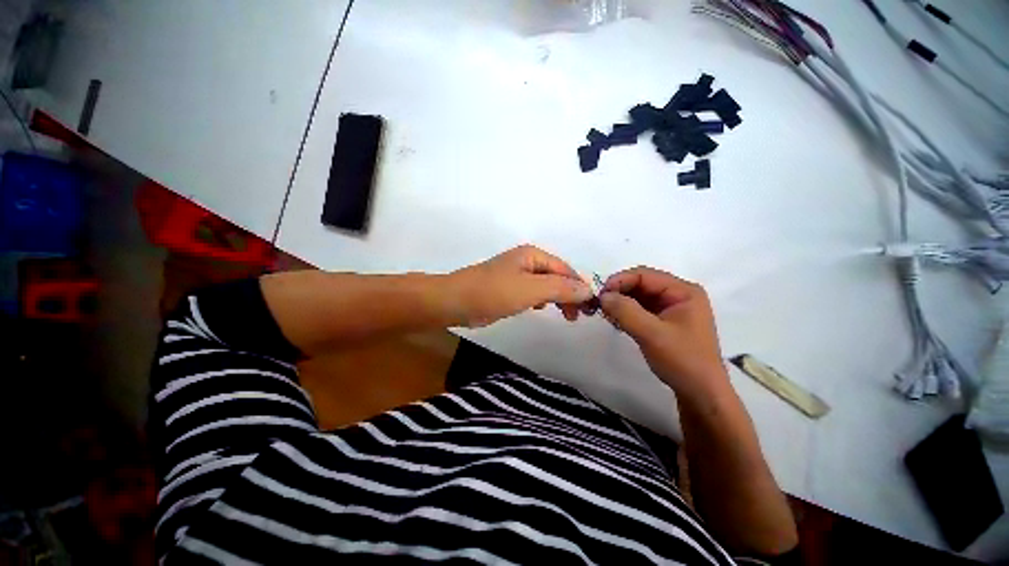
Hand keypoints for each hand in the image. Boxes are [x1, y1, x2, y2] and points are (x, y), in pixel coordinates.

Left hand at [447, 245, 593, 326]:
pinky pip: (532, 292)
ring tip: (565, 315)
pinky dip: (541, 300)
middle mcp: (526, 261)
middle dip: (569, 294)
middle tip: (578, 317)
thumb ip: (560, 288)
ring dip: (557, 298)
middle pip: (556, 276)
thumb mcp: (530, 290)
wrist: (456, 302)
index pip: (565, 269)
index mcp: (533, 255)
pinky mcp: (508, 288)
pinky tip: (540, 308)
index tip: (591, 308)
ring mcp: (516, 275)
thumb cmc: (493, 292)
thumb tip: (588, 290)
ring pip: (545, 285)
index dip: (579, 287)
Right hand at [600, 267, 728, 398]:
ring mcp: (671, 308)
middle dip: (619, 292)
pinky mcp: (664, 322)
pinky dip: (626, 313)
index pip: (644, 275)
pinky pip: (640, 309)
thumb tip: (602, 296)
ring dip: (620, 303)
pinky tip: (615, 321)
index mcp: (683, 291)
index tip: (600, 294)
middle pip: (641, 284)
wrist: (701, 394)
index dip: (620, 280)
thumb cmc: (682, 360)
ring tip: (606, 314)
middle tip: (599, 305)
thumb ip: (625, 311)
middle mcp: (678, 295)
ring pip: (638, 297)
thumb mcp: (651, 334)